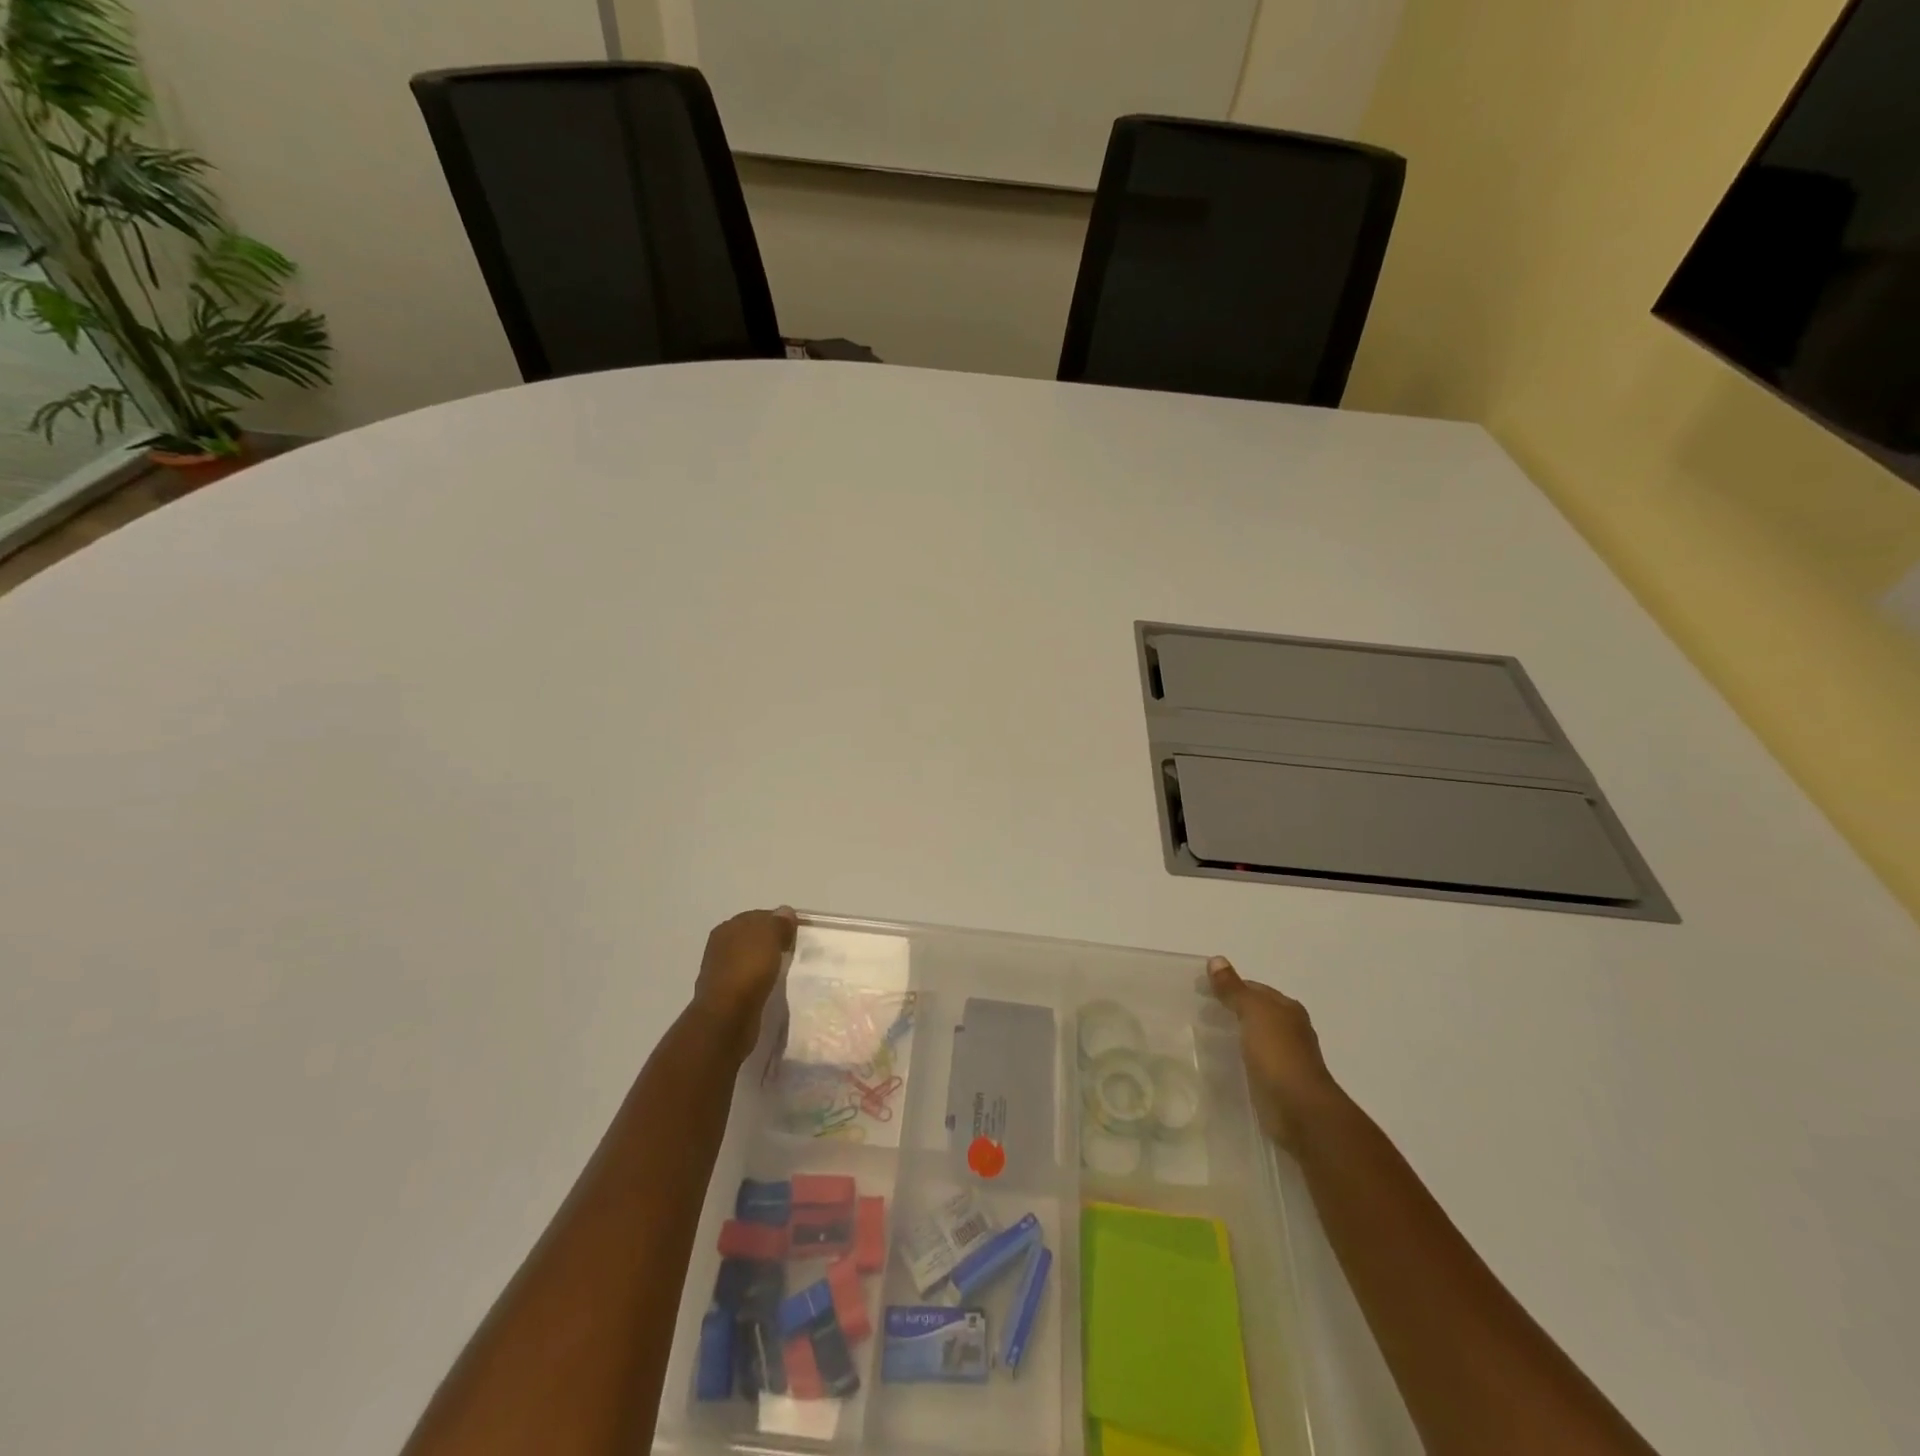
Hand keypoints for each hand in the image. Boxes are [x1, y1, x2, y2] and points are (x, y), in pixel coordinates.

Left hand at [693, 907, 798, 1060]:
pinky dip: (761, 981)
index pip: (758, 917)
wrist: (727, 1017)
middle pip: (753, 938)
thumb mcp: (769, 936)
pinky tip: (773, 987)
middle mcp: (720, 946)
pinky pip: (749, 980)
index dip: (779, 922)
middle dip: (773, 942)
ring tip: (787, 970)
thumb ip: (778, 923)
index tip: (797, 933)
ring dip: (766, 963)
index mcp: (728, 927)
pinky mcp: (726, 995)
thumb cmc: (748, 970)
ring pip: (751, 960)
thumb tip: (785, 911)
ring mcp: (721, 971)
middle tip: (795, 951)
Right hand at [1207, 956, 1343, 1148]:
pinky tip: (1216, 1063)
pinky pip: (1250, 1064)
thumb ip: (1234, 989)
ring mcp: (1283, 1059)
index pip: (1254, 989)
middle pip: (1253, 1013)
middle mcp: (1289, 1031)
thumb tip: (1216, 960)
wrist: (1300, 1111)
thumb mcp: (1254, 1013)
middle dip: (1228, 1010)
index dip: (1228, 986)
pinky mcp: (1275, 1084)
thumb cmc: (1279, 1054)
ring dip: (1231, 1036)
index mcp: (1287, 1009)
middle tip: (1195, 1013)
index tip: (1199, 990)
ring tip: (1200, 1037)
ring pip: (1251, 1039)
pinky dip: (1235, 1059)